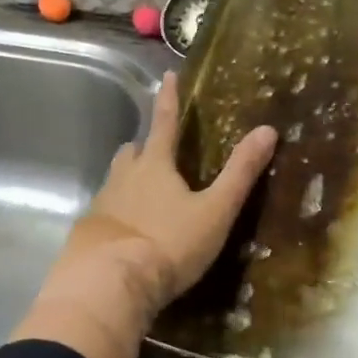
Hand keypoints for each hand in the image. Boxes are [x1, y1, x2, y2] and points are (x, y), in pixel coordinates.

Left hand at [14, 73, 276, 357]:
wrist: (109, 282)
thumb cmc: (167, 243)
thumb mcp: (214, 210)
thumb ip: (240, 173)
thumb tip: (267, 130)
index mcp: (155, 165)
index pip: (165, 122)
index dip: (169, 99)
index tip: (168, 75)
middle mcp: (124, 176)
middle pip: (133, 151)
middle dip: (145, 146)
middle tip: (157, 152)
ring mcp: (103, 202)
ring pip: (116, 178)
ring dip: (129, 177)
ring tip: (144, 191)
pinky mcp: (89, 230)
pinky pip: (105, 210)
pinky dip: (117, 211)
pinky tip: (126, 229)